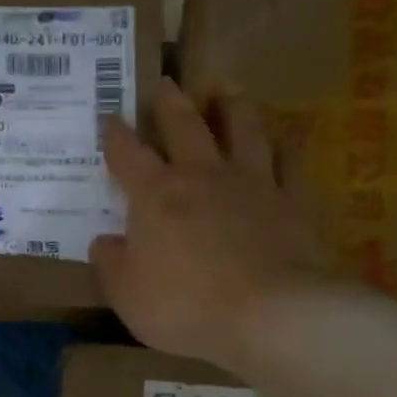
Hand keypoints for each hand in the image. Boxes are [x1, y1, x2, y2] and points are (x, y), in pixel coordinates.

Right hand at [91, 79, 325, 367]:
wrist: (269, 314)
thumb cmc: (185, 306)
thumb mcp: (127, 295)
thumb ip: (111, 264)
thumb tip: (104, 241)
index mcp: (156, 195)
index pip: (128, 155)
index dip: (115, 135)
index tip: (110, 117)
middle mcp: (203, 176)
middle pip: (185, 126)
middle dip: (170, 103)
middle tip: (166, 83)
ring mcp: (252, 183)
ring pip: (243, 129)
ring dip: (233, 107)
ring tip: (228, 91)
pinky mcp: (293, 200)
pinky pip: (291, 162)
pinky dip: (287, 146)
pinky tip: (287, 140)